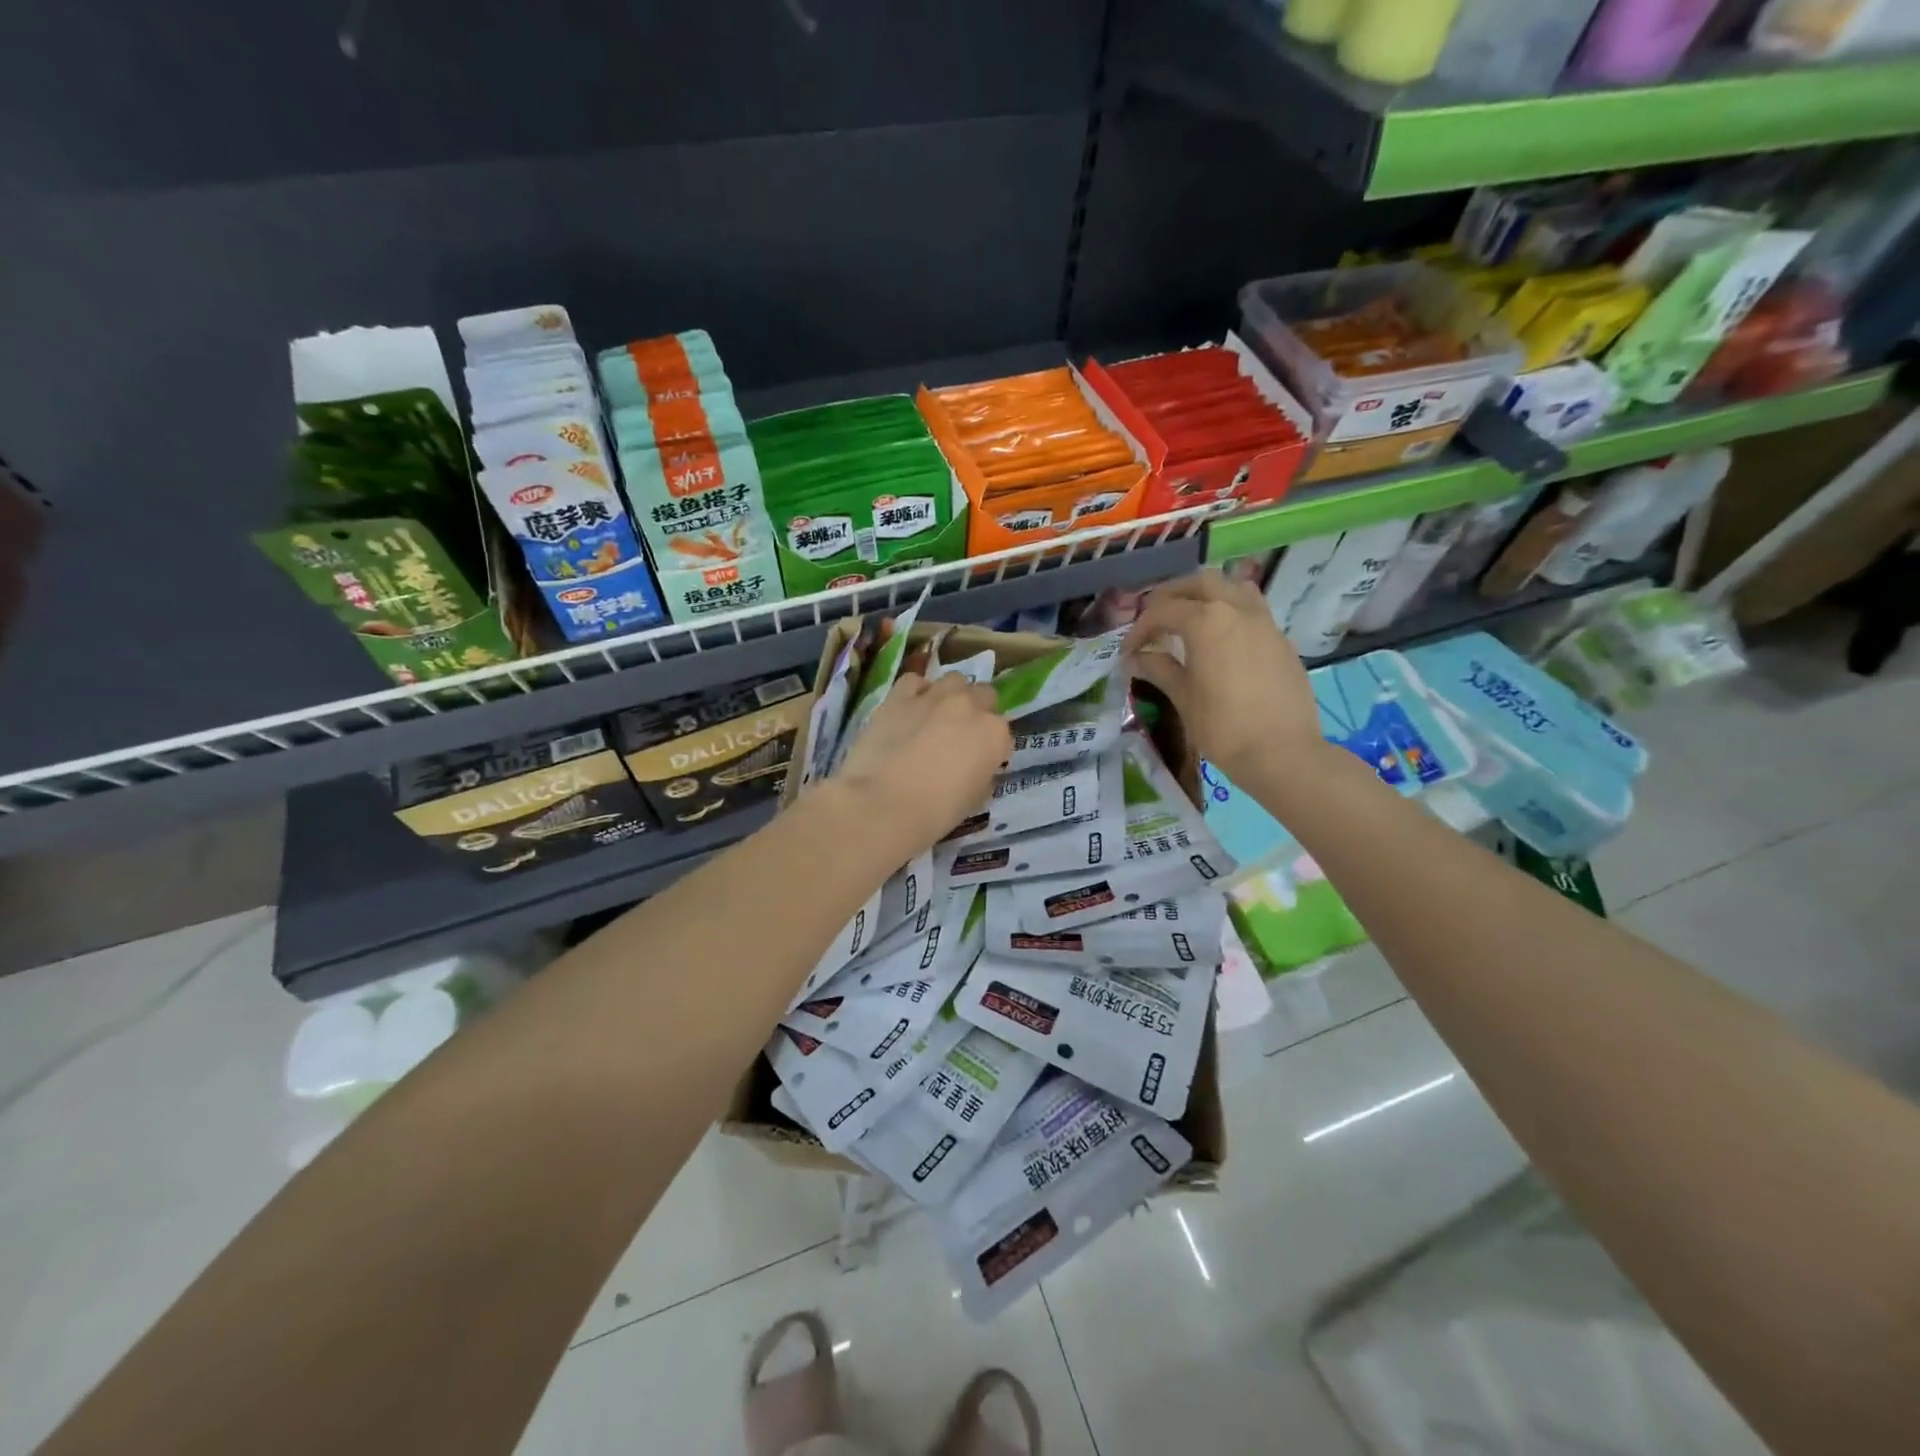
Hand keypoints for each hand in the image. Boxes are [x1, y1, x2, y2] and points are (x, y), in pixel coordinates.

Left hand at [833, 672, 1012, 853]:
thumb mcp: (975, 799)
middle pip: (984, 696)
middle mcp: (969, 706)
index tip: (980, 762)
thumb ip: (982, 773)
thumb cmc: (936, 812)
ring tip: (936, 717)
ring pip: (954, 681)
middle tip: (960, 736)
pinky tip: (910, 709)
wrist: (884, 804)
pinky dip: (916, 691)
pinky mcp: (899, 696)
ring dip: (951, 695)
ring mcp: (934, 696)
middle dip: (977, 712)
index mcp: (994, 734)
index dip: (992, 748)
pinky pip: (914, 681)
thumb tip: (975, 766)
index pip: (1003, 734)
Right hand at [1123, 569, 1324, 785]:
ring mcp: (1264, 622)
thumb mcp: (1183, 698)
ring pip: (1233, 587)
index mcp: (1207, 621)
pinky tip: (1221, 639)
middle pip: (1200, 583)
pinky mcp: (1281, 640)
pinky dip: (1230, 611)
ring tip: (1191, 617)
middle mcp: (1237, 609)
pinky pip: (1252, 609)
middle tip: (1156, 618)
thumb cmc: (1223, 727)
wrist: (1282, 752)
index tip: (1128, 651)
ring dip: (1207, 594)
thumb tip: (1135, 658)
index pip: (1163, 611)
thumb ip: (1158, 669)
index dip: (1140, 628)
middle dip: (1173, 595)